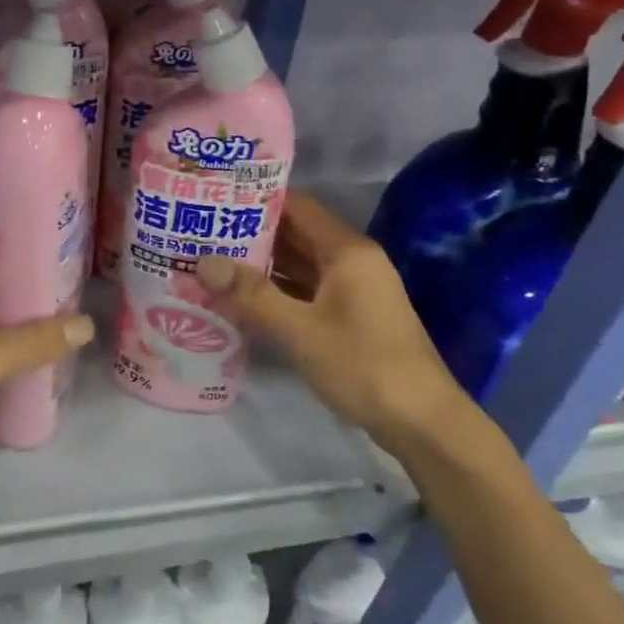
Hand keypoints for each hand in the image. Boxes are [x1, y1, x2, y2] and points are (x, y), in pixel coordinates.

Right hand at [194, 193, 472, 457]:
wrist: (423, 424)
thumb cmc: (364, 365)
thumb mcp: (300, 330)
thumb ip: (251, 294)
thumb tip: (203, 262)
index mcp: (347, 251)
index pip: (297, 206)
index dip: (256, 199)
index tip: (215, 199)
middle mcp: (351, 262)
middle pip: (295, 234)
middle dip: (250, 233)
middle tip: (201, 231)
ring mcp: (352, 290)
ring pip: (297, 265)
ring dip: (259, 264)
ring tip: (210, 260)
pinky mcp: (349, 317)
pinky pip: (304, 291)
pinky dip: (274, 291)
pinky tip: (239, 297)